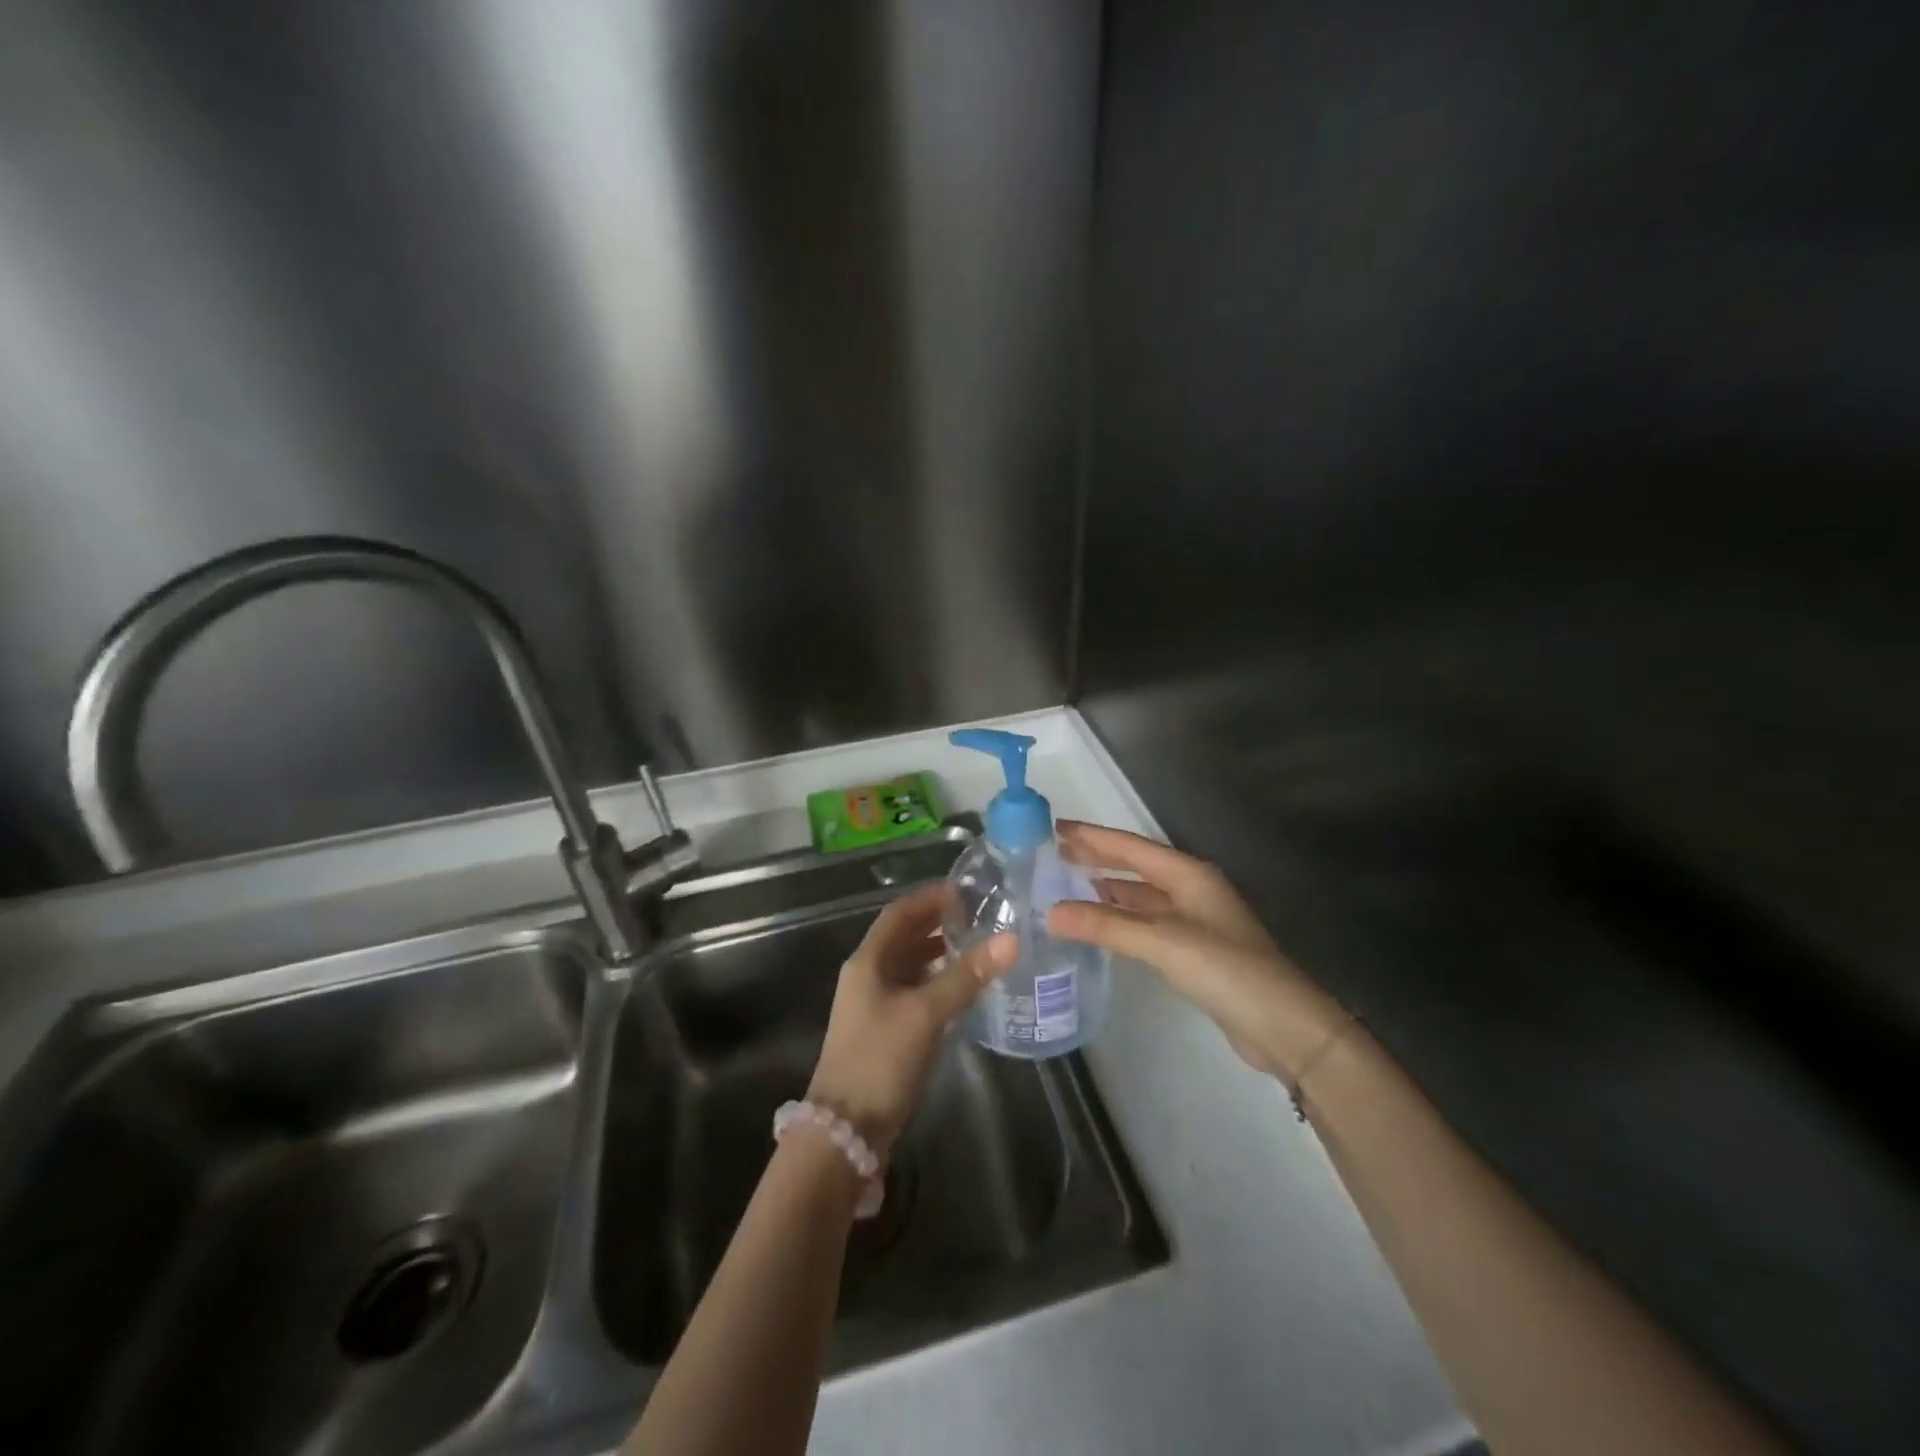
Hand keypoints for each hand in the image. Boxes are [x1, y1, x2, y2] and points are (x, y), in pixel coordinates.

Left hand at [807, 883, 1014, 1156]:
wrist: (846, 1131)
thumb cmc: (880, 1060)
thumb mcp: (926, 1013)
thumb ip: (966, 976)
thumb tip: (1011, 940)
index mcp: (868, 962)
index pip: (899, 914)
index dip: (929, 899)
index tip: (965, 891)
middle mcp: (867, 976)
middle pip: (903, 938)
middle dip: (937, 924)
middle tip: (979, 917)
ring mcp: (874, 1005)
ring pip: (909, 966)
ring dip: (938, 954)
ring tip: (977, 947)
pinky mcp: (884, 1031)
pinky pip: (913, 993)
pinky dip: (936, 983)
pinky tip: (962, 989)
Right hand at [1048, 821, 1345, 1077]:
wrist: (1282, 1026)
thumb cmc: (1226, 970)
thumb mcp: (1163, 942)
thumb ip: (1107, 925)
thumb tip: (1050, 913)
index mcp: (1189, 875)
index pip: (1131, 846)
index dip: (1092, 836)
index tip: (1055, 827)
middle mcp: (1191, 889)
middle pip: (1136, 865)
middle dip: (1098, 857)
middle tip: (1056, 851)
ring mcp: (1195, 920)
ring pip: (1141, 894)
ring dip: (1107, 887)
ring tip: (1069, 882)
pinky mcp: (1194, 949)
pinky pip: (1146, 921)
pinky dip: (1120, 917)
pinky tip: (1101, 922)